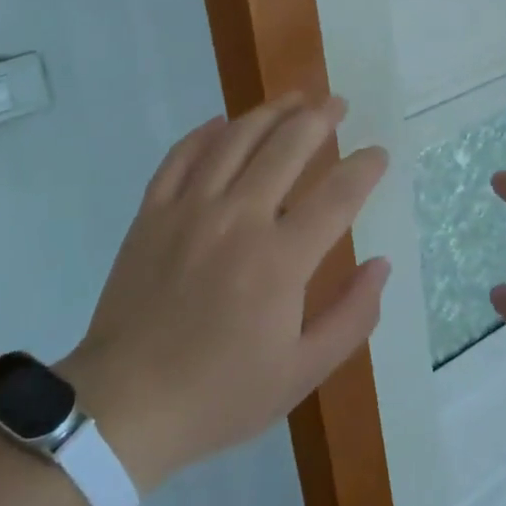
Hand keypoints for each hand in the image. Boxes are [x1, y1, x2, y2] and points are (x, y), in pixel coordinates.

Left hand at [57, 95, 390, 491]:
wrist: (124, 407)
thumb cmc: (220, 394)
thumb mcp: (302, 373)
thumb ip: (352, 317)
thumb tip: (381, 264)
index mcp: (280, 260)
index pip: (337, 194)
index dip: (365, 167)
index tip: (378, 154)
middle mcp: (238, 219)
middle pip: (288, 146)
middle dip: (320, 118)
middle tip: (337, 104)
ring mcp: (190, 209)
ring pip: (236, 138)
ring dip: (270, 111)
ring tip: (294, 97)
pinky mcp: (153, 212)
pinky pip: (182, 155)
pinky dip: (206, 132)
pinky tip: (223, 122)